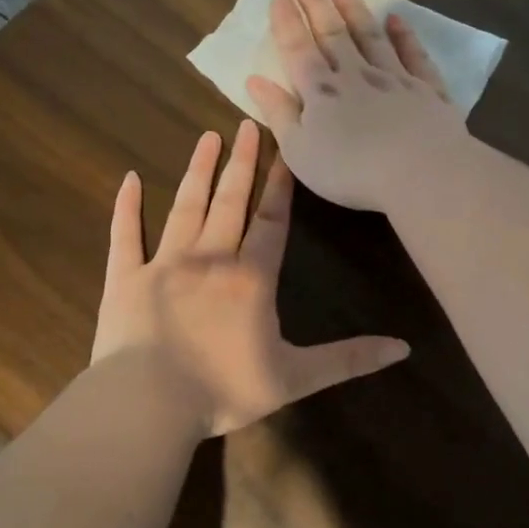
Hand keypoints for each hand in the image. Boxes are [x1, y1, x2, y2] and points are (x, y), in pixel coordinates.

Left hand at [91, 119, 409, 437]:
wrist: (148, 404)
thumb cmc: (223, 390)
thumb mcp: (296, 378)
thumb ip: (348, 359)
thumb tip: (404, 348)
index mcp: (251, 279)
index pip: (271, 221)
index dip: (280, 185)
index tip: (285, 148)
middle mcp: (210, 259)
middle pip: (229, 201)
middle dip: (241, 162)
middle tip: (246, 123)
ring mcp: (164, 264)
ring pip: (185, 207)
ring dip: (198, 171)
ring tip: (207, 137)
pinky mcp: (125, 278)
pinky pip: (126, 235)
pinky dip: (127, 206)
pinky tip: (129, 179)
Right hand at [246, 0, 468, 212]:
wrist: (419, 171)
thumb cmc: (349, 170)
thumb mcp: (299, 150)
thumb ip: (278, 113)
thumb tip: (255, 80)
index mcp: (321, 92)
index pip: (298, 49)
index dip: (286, 21)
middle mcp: (356, 75)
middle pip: (333, 34)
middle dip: (316, 6)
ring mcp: (395, 79)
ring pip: (371, 37)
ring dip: (355, 11)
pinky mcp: (427, 91)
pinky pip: (414, 56)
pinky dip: (405, 36)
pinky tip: (397, 21)